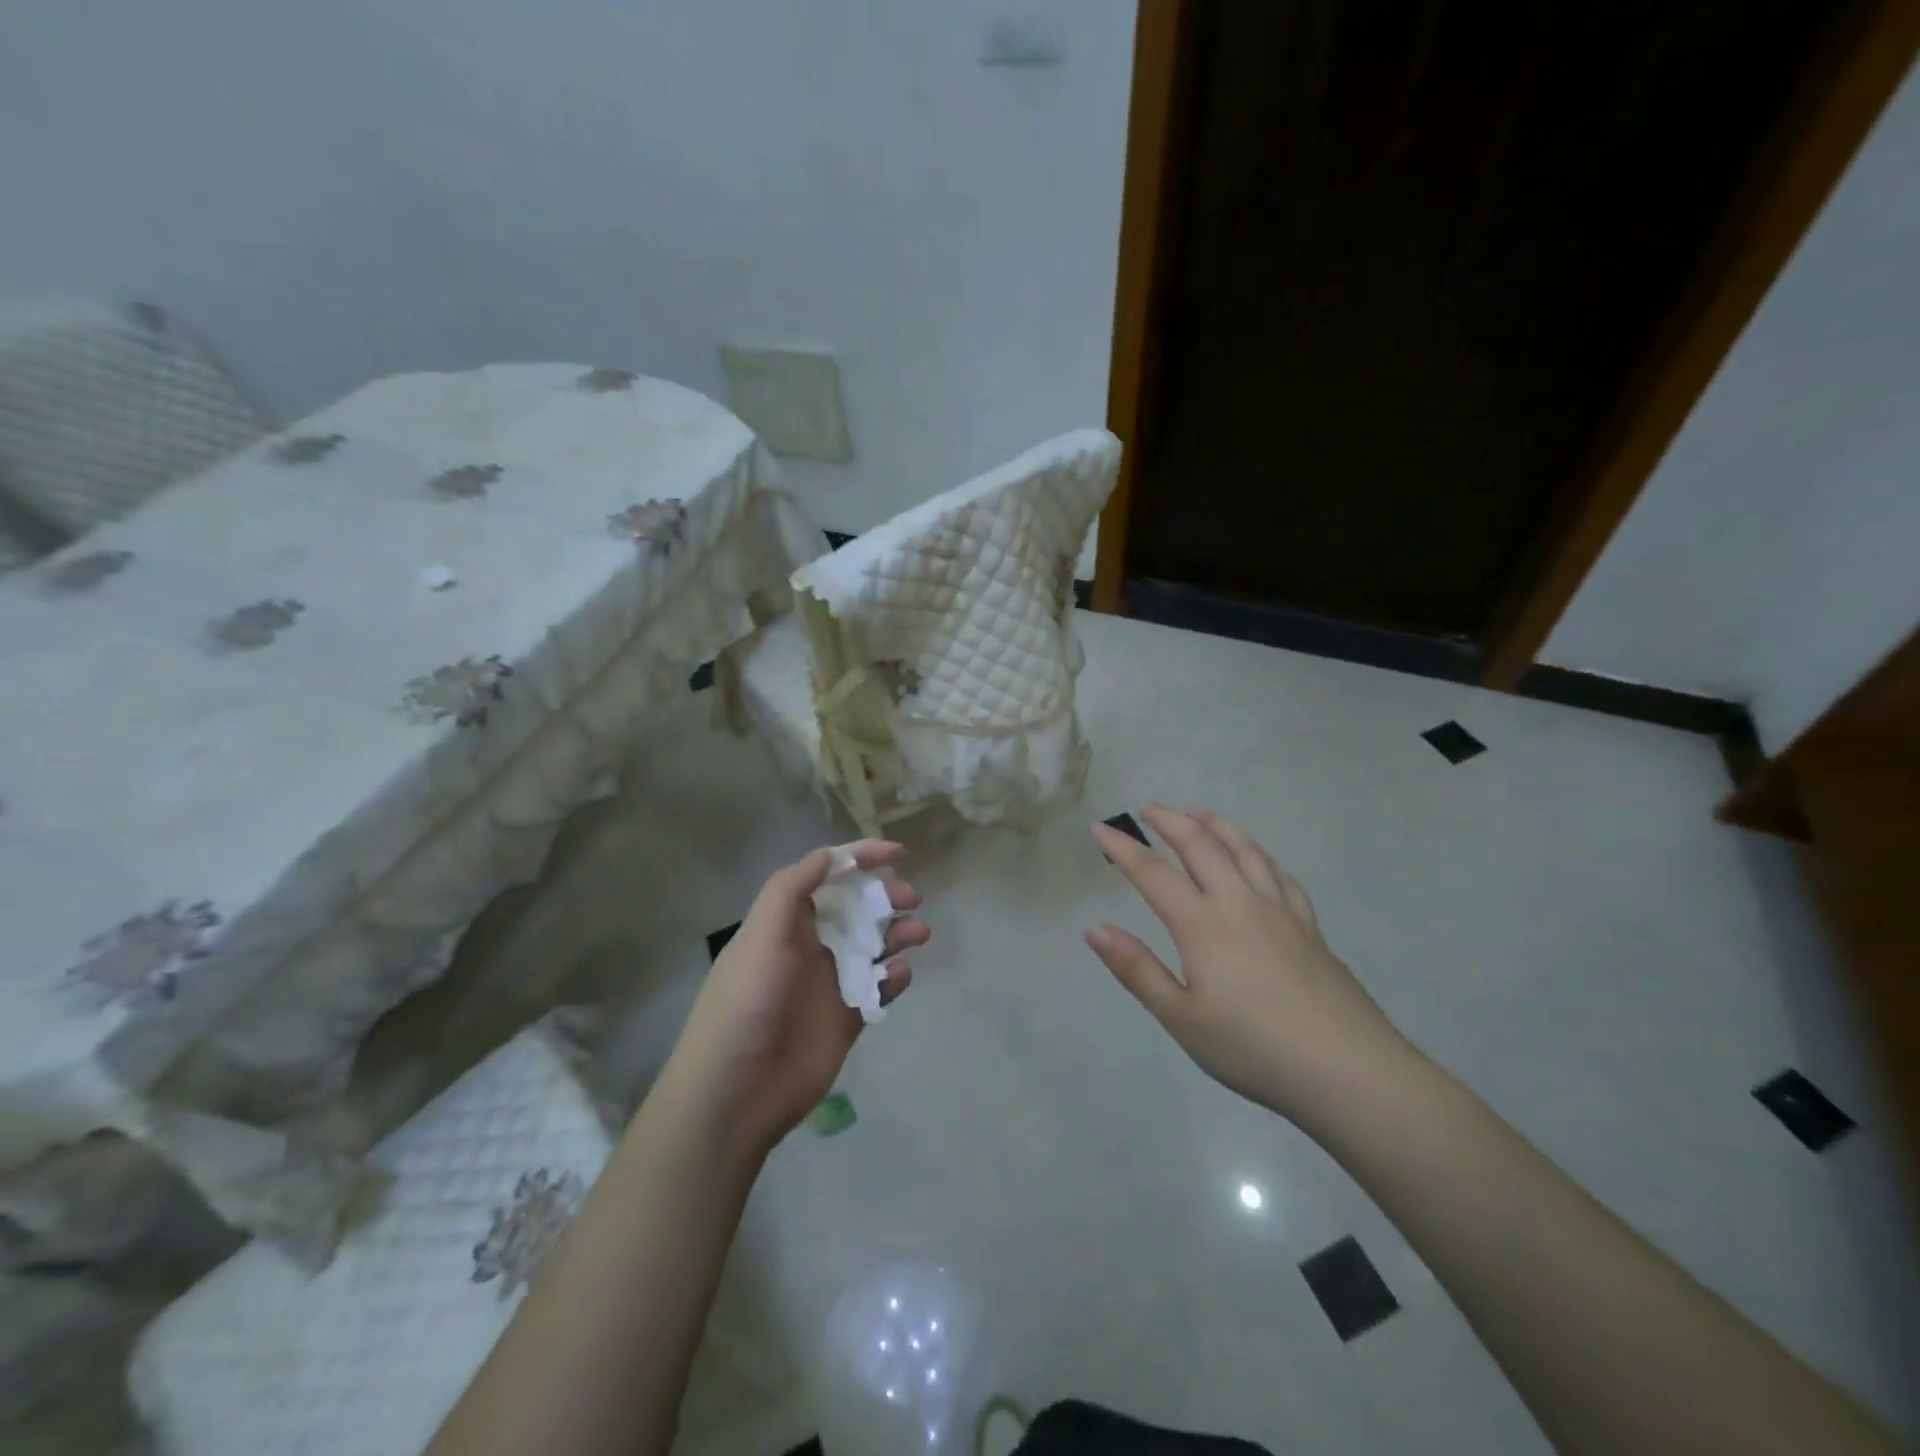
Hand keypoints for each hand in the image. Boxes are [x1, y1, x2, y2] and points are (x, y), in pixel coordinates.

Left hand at [663, 841, 928, 1159]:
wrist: (737, 1092)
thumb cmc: (746, 1002)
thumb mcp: (761, 935)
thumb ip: (792, 889)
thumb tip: (829, 855)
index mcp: (788, 922)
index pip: (828, 877)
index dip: (860, 859)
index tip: (897, 852)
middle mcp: (812, 945)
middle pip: (858, 907)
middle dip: (886, 895)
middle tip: (912, 898)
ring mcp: (832, 982)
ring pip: (875, 945)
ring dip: (898, 933)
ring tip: (919, 934)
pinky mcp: (848, 1017)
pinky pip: (880, 987)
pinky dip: (895, 977)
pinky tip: (899, 976)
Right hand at [1087, 806, 1411, 1127]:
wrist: (1348, 1070)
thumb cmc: (1253, 1048)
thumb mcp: (1182, 1018)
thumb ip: (1137, 970)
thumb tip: (1095, 929)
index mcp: (1203, 925)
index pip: (1152, 873)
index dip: (1123, 848)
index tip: (1099, 828)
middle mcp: (1240, 903)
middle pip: (1201, 846)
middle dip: (1170, 821)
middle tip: (1148, 808)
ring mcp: (1280, 911)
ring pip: (1244, 850)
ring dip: (1216, 825)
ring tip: (1198, 813)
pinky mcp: (1309, 926)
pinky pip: (1279, 875)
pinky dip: (1259, 855)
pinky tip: (1256, 859)